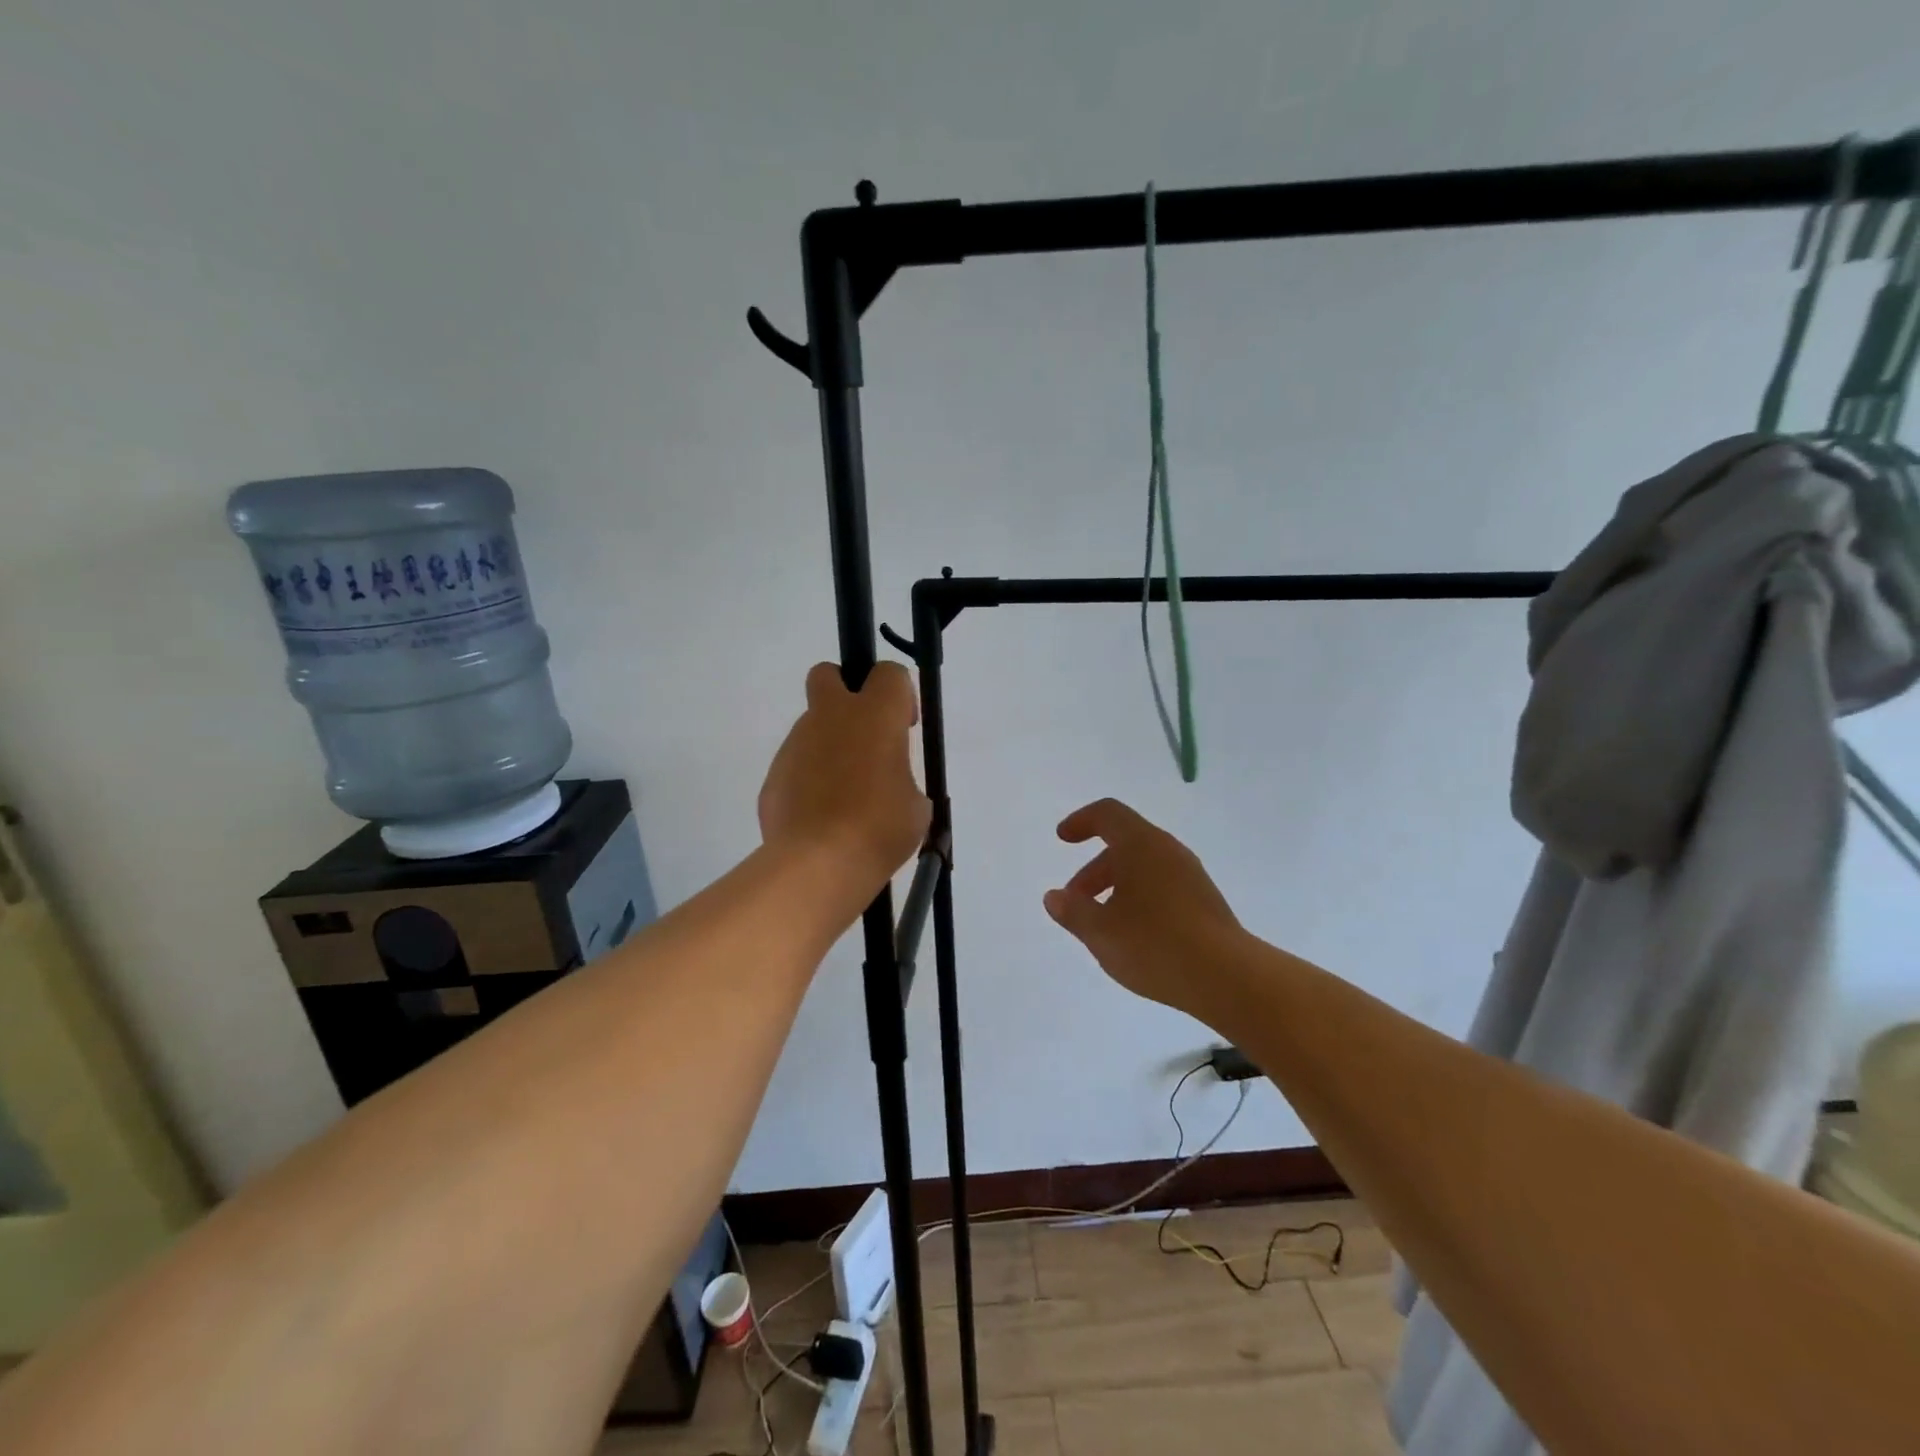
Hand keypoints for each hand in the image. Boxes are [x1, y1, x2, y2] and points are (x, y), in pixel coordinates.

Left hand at [759, 662, 930, 894]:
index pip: (889, 673)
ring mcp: (796, 744)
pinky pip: (795, 766)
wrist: (819, 863)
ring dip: (828, 746)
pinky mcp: (773, 775)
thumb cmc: (880, 828)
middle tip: (862, 733)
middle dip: (843, 689)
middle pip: (828, 674)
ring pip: (811, 726)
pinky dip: (808, 781)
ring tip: (843, 796)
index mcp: (874, 715)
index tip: (904, 727)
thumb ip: (901, 779)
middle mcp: (831, 717)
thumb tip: (889, 787)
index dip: (899, 694)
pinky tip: (820, 817)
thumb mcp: (915, 805)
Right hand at [1044, 799, 1244, 1014]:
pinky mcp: (1205, 901)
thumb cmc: (1154, 944)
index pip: (1107, 814)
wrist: (1227, 977)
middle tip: (1075, 901)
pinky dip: (1139, 898)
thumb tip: (1054, 897)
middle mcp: (1168, 851)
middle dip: (1094, 868)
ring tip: (1102, 924)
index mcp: (1141, 844)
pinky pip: (1162, 886)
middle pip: (1124, 843)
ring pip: (1144, 867)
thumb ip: (1072, 911)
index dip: (1081, 821)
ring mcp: (1191, 876)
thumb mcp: (1100, 931)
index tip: (1063, 839)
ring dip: (1116, 886)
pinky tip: (1133, 935)